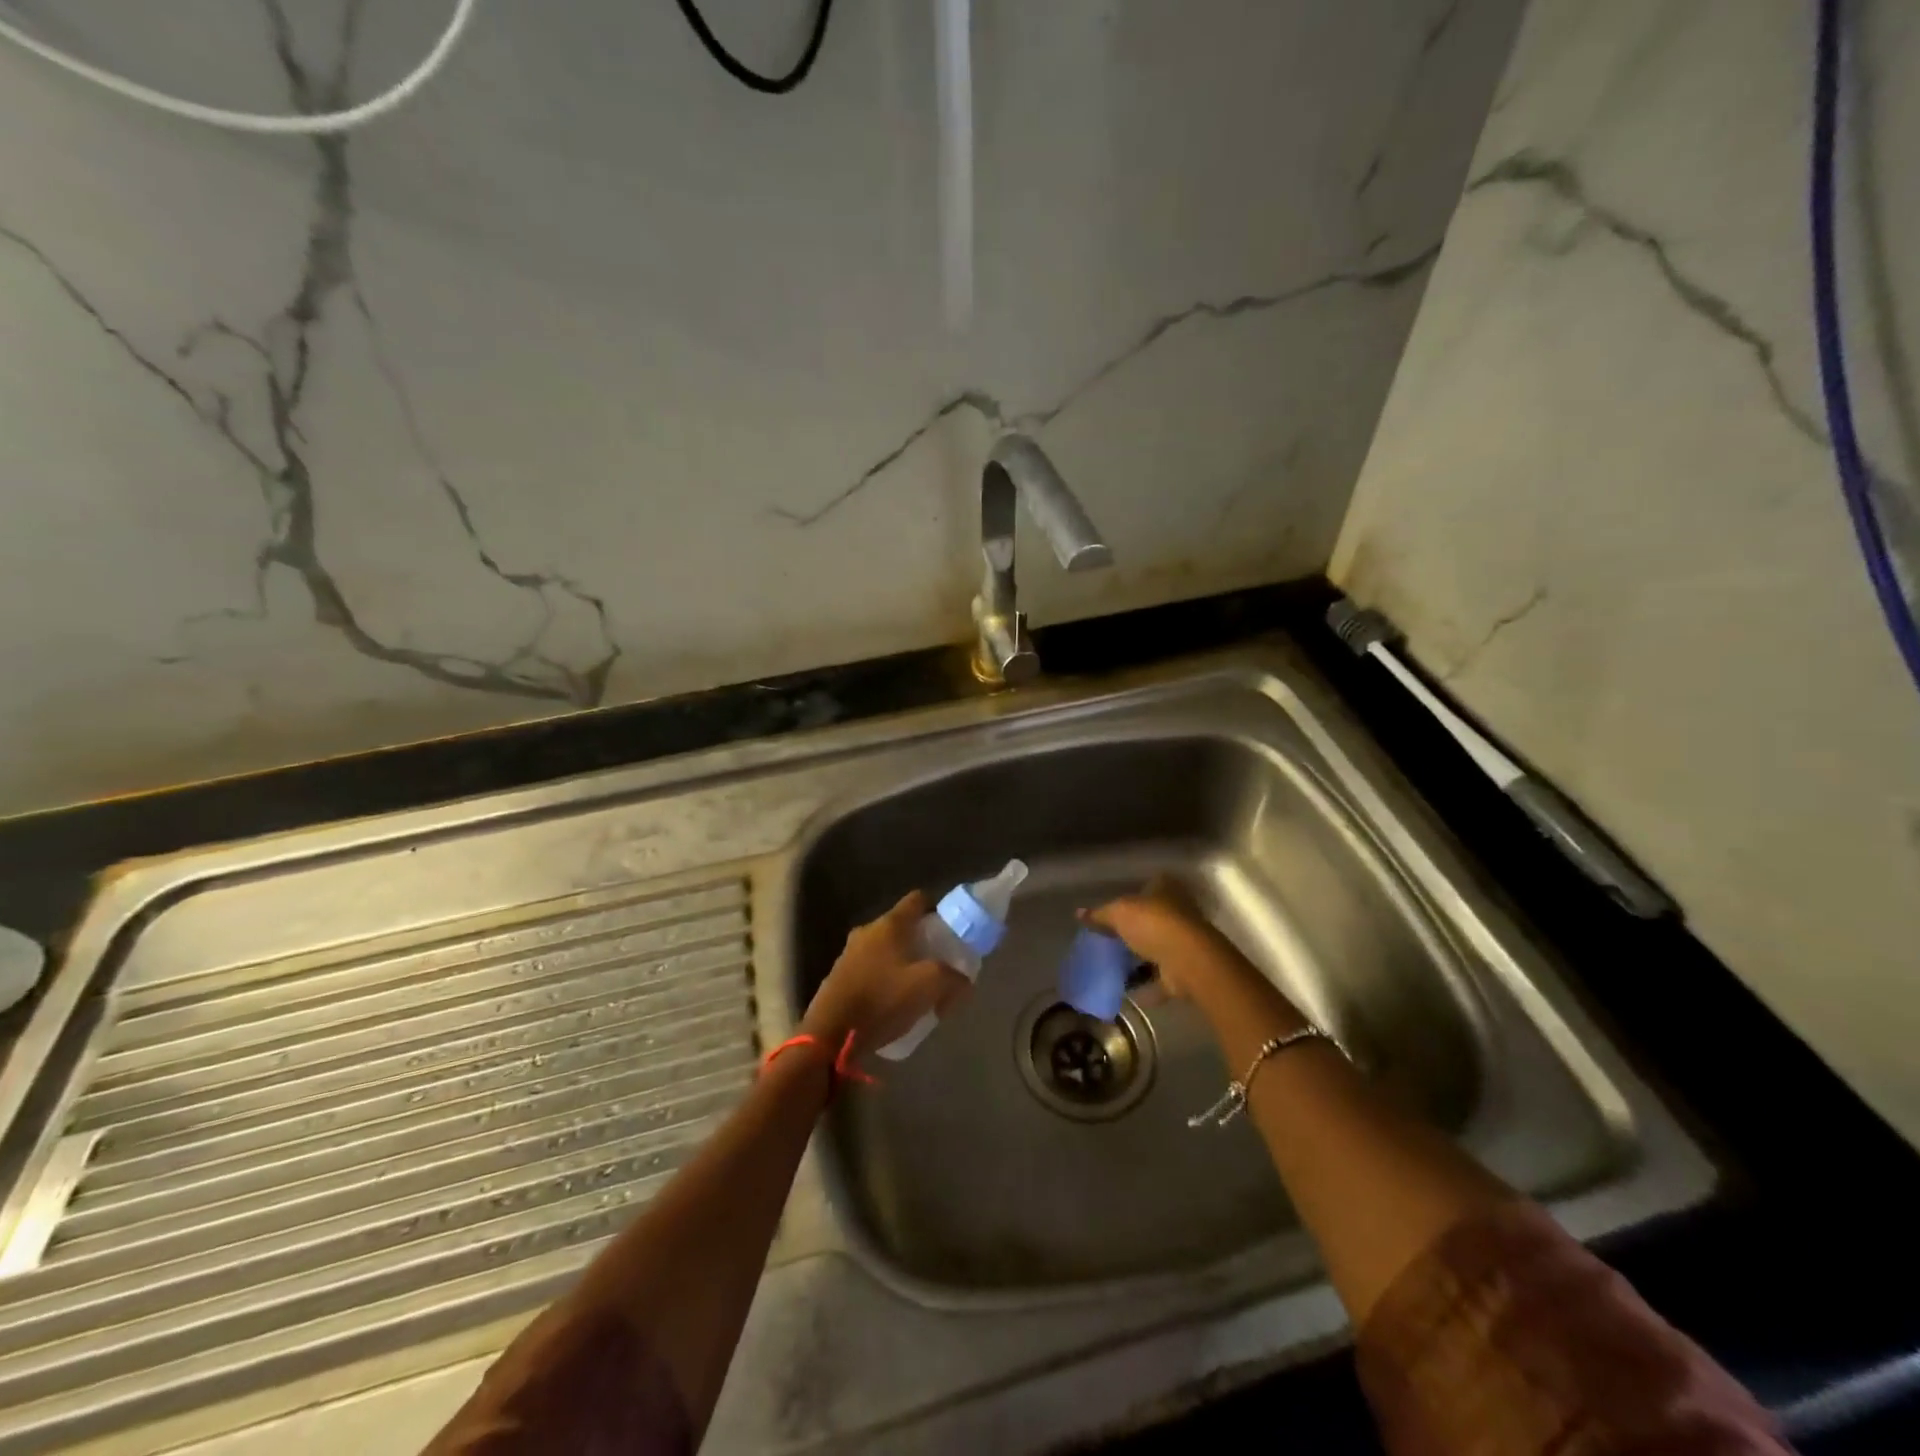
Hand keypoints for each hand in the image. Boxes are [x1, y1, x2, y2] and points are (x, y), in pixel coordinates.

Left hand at [800, 891, 971, 1053]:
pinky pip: (871, 969)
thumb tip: (964, 981)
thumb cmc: (882, 1000)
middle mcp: (867, 931)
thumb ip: (954, 978)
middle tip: (940, 963)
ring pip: (885, 949)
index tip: (951, 929)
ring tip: (918, 987)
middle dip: (922, 941)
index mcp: (889, 924)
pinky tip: (893, 1002)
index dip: (937, 909)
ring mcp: (849, 953)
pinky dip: (885, 978)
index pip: (917, 899)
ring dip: (903, 962)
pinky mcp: (839, 977)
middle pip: (902, 926)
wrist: (830, 1035)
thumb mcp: (929, 986)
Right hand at [1079, 874, 1246, 1001]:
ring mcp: (1184, 942)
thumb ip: (1100, 914)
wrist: (1188, 961)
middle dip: (1135, 929)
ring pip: (1157, 948)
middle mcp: (1178, 912)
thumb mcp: (1119, 913)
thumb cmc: (1154, 924)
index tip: (1116, 908)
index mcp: (1166, 889)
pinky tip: (1126, 991)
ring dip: (1140, 959)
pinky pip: (1160, 977)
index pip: (1150, 885)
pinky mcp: (1184, 970)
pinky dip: (1146, 985)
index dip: (1133, 895)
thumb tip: (1079, 913)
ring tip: (1114, 967)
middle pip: (1153, 918)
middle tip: (1110, 939)